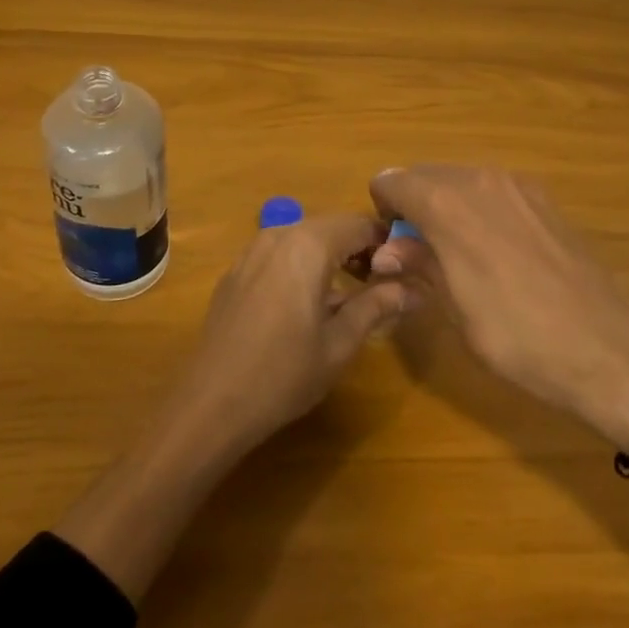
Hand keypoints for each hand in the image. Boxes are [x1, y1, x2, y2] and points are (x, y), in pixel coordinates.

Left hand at [167, 214, 411, 458]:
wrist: (213, 403)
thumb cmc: (285, 373)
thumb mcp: (341, 342)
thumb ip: (378, 305)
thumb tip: (416, 289)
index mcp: (308, 244)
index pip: (360, 224)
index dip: (387, 243)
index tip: (405, 271)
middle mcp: (278, 235)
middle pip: (331, 227)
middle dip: (359, 249)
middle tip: (381, 285)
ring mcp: (251, 252)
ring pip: (303, 240)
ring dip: (330, 257)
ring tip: (349, 297)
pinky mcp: (235, 273)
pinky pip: (278, 255)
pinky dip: (301, 267)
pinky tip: (306, 305)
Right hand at [368, 165, 628, 517]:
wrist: (611, 351)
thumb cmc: (520, 338)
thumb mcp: (456, 309)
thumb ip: (419, 265)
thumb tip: (387, 250)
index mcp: (448, 204)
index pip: (394, 182)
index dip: (383, 209)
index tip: (389, 244)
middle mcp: (481, 179)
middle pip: (426, 174)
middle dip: (413, 204)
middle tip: (416, 251)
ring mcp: (518, 185)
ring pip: (461, 179)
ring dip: (446, 205)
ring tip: (455, 254)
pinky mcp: (545, 200)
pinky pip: (493, 190)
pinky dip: (478, 208)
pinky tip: (495, 252)